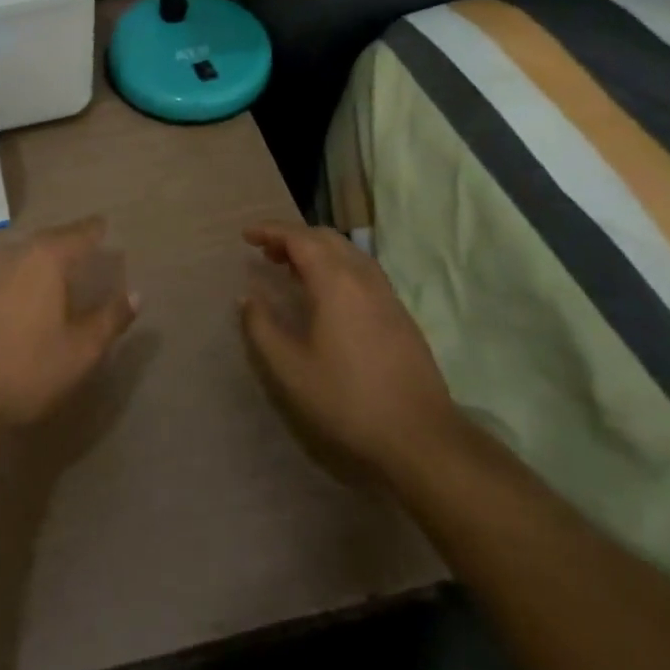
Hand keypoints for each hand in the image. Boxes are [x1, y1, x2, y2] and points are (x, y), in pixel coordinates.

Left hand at [0, 216, 139, 425]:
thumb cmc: (26, 366)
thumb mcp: (80, 350)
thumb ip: (109, 319)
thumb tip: (135, 295)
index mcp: (46, 258)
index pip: (78, 234)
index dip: (94, 230)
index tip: (104, 226)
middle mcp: (14, 253)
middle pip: (47, 240)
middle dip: (67, 242)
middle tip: (83, 247)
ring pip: (21, 255)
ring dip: (40, 259)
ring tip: (55, 270)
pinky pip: (1, 273)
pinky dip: (17, 276)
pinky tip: (20, 294)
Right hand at [239, 222, 458, 477]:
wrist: (422, 439)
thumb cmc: (348, 400)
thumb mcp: (290, 368)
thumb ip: (262, 327)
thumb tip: (248, 297)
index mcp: (336, 281)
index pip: (299, 238)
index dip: (270, 230)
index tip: (246, 236)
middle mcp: (363, 277)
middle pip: (325, 238)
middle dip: (293, 237)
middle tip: (266, 252)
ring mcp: (386, 295)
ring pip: (348, 253)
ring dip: (316, 251)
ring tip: (292, 270)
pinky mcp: (400, 315)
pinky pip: (362, 272)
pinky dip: (336, 267)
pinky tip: (326, 297)